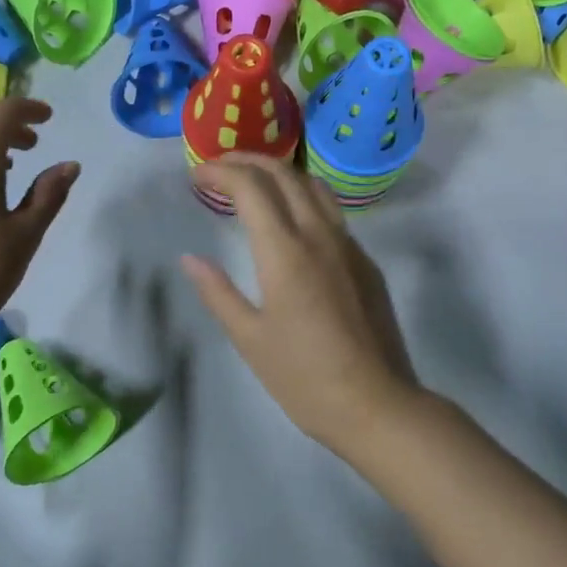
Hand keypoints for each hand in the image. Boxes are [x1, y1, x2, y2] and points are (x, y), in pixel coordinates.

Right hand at [181, 154, 418, 454]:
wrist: (377, 404)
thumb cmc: (304, 378)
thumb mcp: (250, 339)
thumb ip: (218, 293)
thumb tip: (190, 259)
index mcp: (286, 252)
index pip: (252, 187)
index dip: (221, 172)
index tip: (197, 175)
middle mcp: (320, 236)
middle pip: (285, 175)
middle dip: (248, 161)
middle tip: (219, 168)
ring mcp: (349, 247)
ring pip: (315, 188)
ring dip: (280, 173)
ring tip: (254, 182)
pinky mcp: (366, 264)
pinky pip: (332, 213)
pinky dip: (303, 199)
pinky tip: (290, 222)